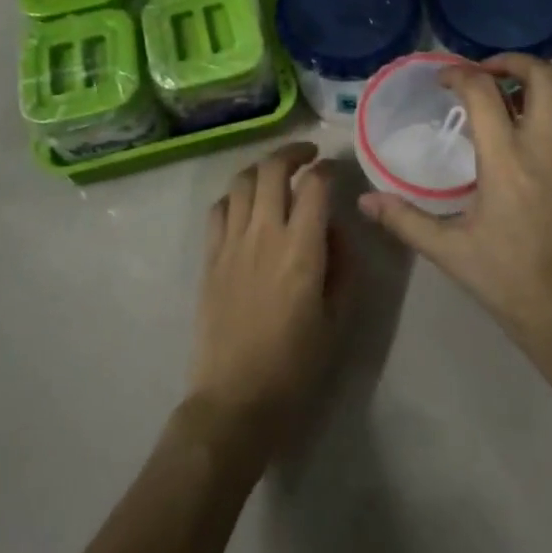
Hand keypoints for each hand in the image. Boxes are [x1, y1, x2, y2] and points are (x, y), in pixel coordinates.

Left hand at [186, 142, 341, 462]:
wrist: (235, 400)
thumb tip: (333, 230)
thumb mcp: (337, 320)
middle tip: (307, 155)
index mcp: (302, 249)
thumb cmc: (295, 366)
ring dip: (262, 167)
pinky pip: (219, 208)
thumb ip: (341, 267)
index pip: (315, 185)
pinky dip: (235, 195)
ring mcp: (231, 242)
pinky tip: (245, 204)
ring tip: (276, 174)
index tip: (334, 171)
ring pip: (242, 181)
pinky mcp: (209, 256)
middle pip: (273, 169)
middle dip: (293, 152)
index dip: (327, 170)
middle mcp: (264, 233)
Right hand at [359, 55, 551, 388]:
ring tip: (515, 107)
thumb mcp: (449, 252)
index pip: (483, 90)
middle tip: (489, 75)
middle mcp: (548, 147)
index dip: (459, 74)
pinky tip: (543, 146)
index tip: (443, 81)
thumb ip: (404, 219)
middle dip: (513, 62)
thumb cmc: (510, 282)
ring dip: (540, 91)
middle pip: (543, 74)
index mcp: (507, 159)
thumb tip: (365, 202)